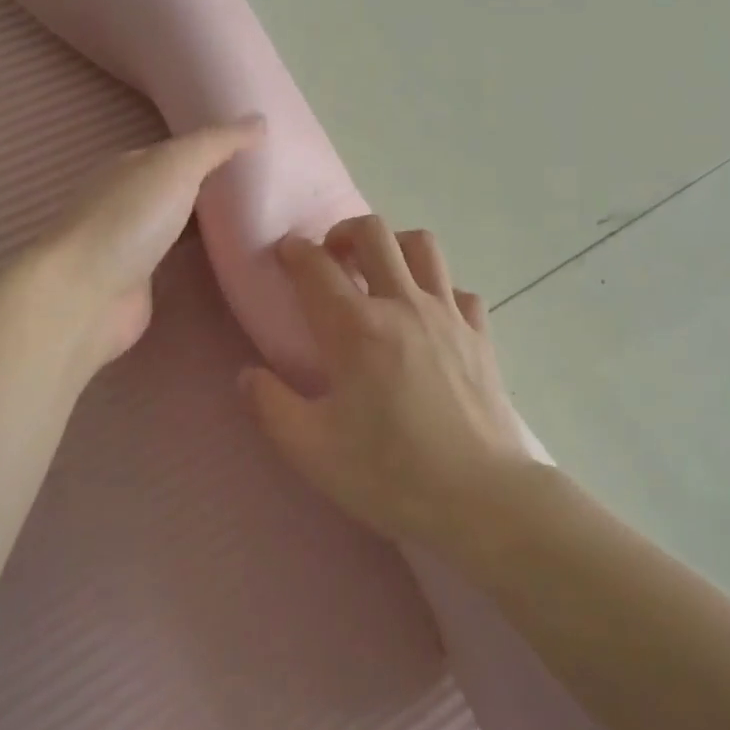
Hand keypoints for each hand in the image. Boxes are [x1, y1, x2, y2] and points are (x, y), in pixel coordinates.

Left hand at [30, 116, 264, 374]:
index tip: (263, 154)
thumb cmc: (129, 220)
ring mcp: (134, 246)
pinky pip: (183, 263)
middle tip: (274, 191)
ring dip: (215, 228)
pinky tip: (238, 260)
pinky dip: (206, 260)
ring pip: (184, 228)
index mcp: (132, 167)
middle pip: (183, 190)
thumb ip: (218, 142)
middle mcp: (130, 202)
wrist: (86, 296)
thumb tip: (260, 119)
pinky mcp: (142, 284)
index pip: (180, 151)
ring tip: (267, 225)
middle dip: (219, 190)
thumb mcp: (178, 164)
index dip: (218, 149)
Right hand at [239, 215, 540, 552]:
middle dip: (344, 231)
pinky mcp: (480, 336)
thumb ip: (270, 406)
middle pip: (373, 233)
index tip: (285, 251)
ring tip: (381, 271)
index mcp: (355, 328)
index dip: (294, 250)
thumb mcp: (311, 450)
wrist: (481, 498)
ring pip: (423, 246)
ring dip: (395, 245)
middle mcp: (402, 305)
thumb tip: (247, 375)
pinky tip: (430, 316)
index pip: (316, 266)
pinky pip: (459, 291)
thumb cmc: (390, 473)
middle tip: (331, 255)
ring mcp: (448, 315)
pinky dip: (441, 291)